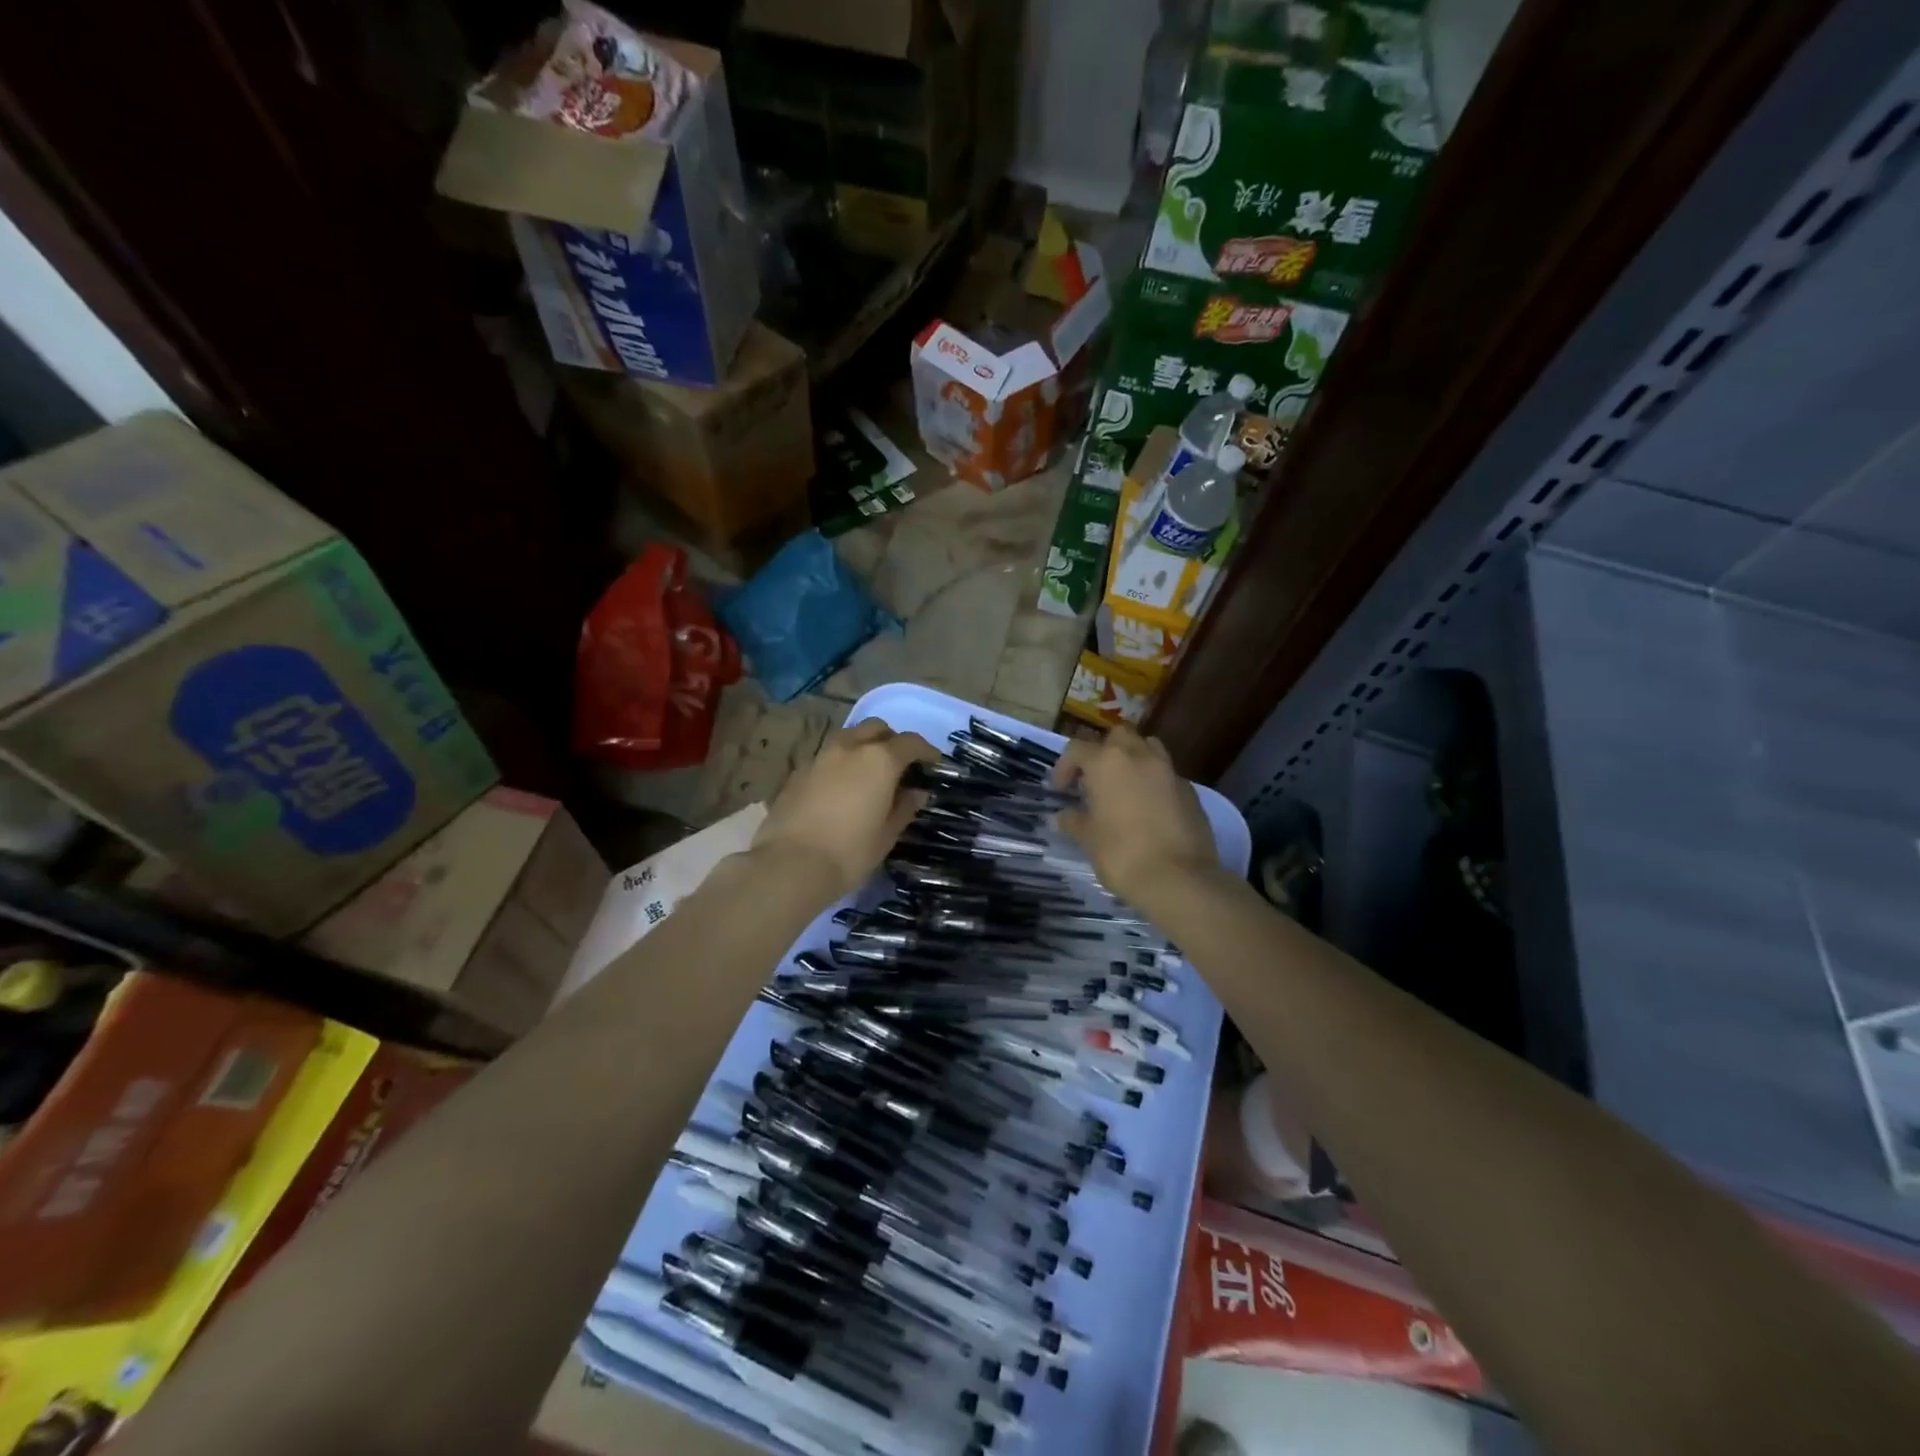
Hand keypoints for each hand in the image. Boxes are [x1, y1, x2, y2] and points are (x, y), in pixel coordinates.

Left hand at [752, 719, 939, 904]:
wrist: (789, 866)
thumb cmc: (849, 852)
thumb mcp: (887, 835)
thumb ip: (904, 807)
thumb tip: (916, 792)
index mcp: (879, 760)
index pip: (911, 742)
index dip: (926, 751)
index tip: (934, 764)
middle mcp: (850, 748)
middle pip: (876, 728)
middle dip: (892, 740)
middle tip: (899, 765)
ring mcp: (820, 757)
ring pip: (849, 738)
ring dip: (863, 747)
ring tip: (869, 775)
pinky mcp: (798, 772)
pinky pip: (827, 757)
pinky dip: (841, 764)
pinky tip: (841, 789)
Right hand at [1052, 726, 1218, 909]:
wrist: (1179, 878)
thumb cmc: (1122, 854)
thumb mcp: (1089, 839)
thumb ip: (1073, 821)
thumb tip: (1061, 816)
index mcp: (1108, 762)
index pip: (1078, 749)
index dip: (1065, 766)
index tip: (1061, 790)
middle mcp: (1139, 756)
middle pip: (1118, 735)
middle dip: (1104, 751)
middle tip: (1095, 779)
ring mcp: (1169, 771)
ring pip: (1148, 747)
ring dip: (1133, 759)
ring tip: (1124, 787)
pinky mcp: (1190, 790)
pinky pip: (1166, 774)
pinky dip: (1154, 782)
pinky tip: (1148, 808)